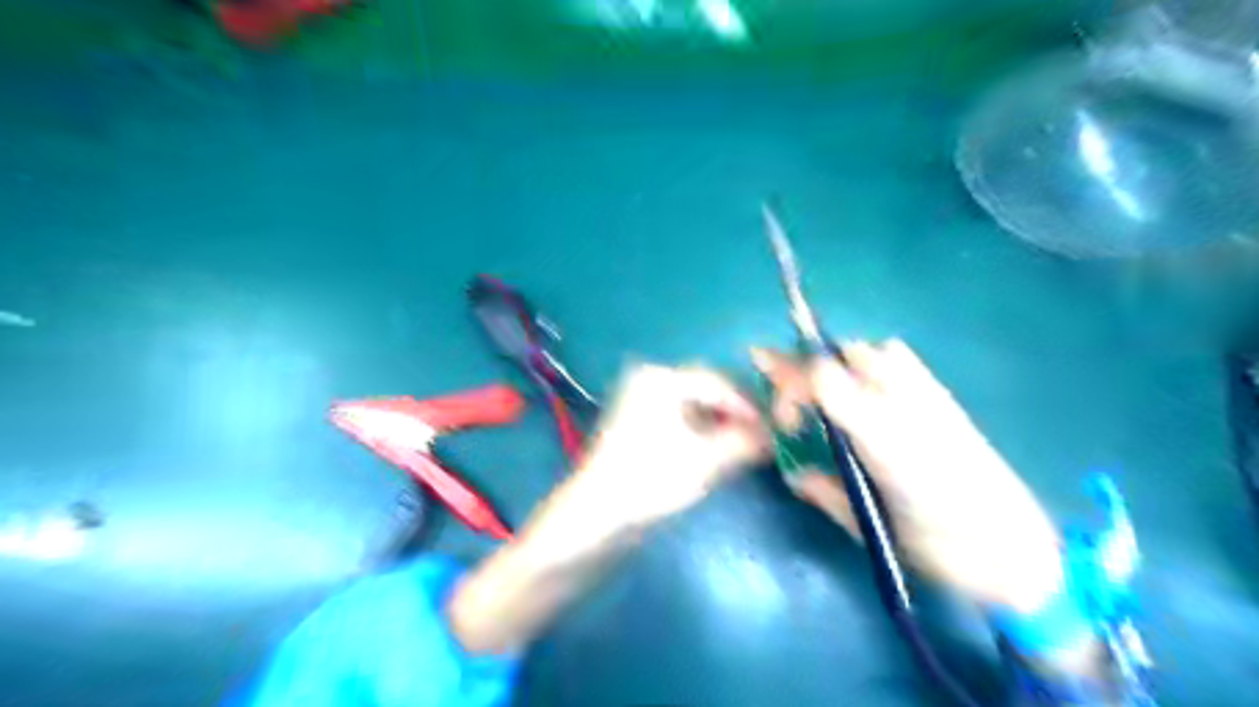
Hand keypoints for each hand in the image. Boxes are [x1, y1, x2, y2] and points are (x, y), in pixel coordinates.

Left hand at [576, 368, 766, 525]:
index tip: (775, 428)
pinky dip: (703, 430)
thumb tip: (773, 435)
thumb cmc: (652, 480)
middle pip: (707, 389)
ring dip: (722, 422)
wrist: (597, 514)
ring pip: (695, 404)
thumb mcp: (706, 460)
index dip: (749, 405)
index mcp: (662, 379)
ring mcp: (642, 402)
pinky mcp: (639, 424)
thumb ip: (744, 441)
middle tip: (764, 435)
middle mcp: (650, 381)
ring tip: (746, 444)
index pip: (718, 382)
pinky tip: (719, 449)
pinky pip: (681, 418)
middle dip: (736, 412)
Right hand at [758, 341, 1060, 613]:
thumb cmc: (942, 551)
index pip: (824, 380)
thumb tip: (795, 474)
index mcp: (884, 440)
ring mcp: (929, 397)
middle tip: (796, 408)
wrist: (1018, 552)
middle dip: (808, 373)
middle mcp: (905, 406)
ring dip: (842, 366)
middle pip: (844, 356)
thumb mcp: (872, 529)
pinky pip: (902, 360)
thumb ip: (828, 494)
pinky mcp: (946, 400)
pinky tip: (869, 395)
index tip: (785, 423)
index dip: (791, 389)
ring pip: (872, 351)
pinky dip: (875, 365)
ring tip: (831, 400)